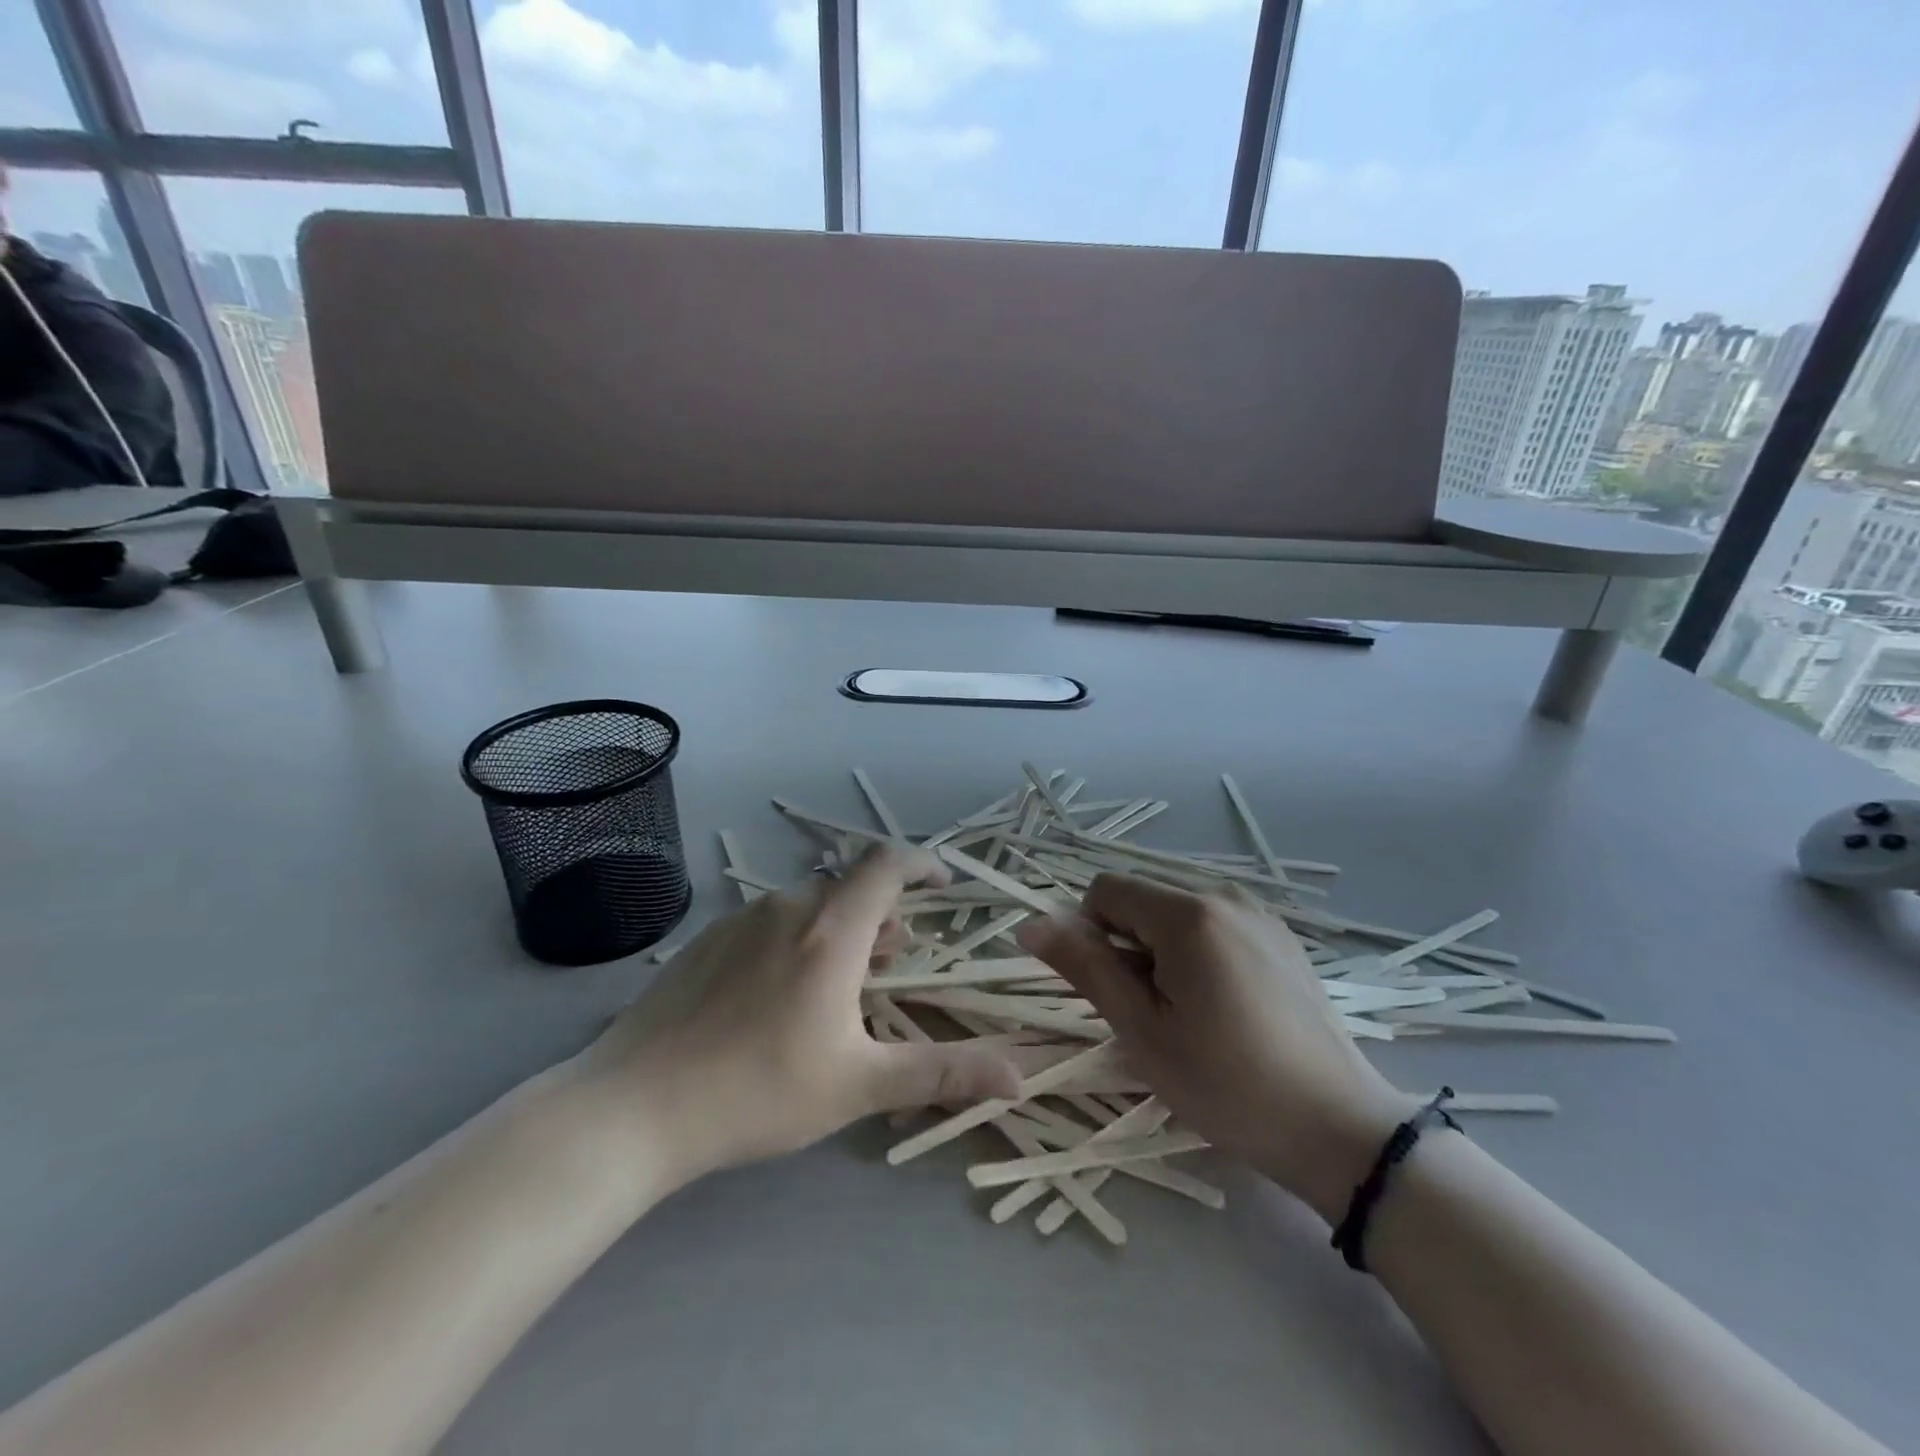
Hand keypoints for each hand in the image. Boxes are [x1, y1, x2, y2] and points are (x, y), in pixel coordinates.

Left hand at [573, 844, 1019, 1191]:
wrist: (633, 1108)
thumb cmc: (758, 1091)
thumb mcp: (859, 1085)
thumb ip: (942, 1072)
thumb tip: (1018, 1077)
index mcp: (831, 930)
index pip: (887, 864)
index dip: (922, 863)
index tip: (945, 884)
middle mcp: (787, 907)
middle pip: (849, 890)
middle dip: (882, 916)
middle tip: (895, 962)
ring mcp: (739, 920)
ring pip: (807, 907)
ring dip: (839, 931)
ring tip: (842, 983)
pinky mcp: (705, 941)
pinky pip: (768, 923)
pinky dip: (795, 940)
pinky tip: (777, 996)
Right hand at [1019, 875, 1412, 1221]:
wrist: (1337, 1127)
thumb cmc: (1226, 1083)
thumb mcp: (1141, 1030)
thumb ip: (1084, 967)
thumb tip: (1030, 924)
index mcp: (1188, 913)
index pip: (1104, 891)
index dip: (1091, 936)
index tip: (1114, 991)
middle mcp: (1224, 895)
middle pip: (1142, 900)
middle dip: (1129, 946)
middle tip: (1153, 1013)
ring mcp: (1258, 914)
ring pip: (1175, 915)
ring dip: (1161, 953)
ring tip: (1191, 1015)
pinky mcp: (1280, 936)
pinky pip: (1213, 926)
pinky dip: (1197, 955)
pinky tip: (1226, 1009)